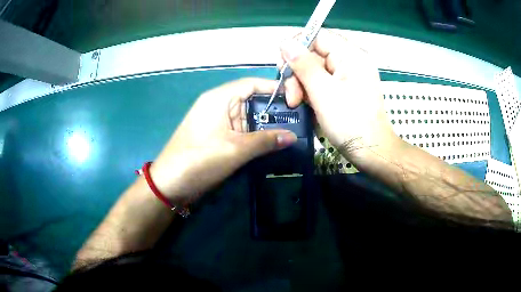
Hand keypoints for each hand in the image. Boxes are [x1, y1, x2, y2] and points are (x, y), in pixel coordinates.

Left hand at [149, 78, 296, 203]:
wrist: (170, 184)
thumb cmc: (200, 160)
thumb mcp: (236, 149)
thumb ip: (266, 141)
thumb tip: (293, 137)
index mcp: (219, 98)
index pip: (251, 83)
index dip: (274, 88)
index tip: (297, 96)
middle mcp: (218, 105)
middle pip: (250, 100)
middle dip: (273, 109)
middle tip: (299, 118)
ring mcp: (216, 121)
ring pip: (246, 117)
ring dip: (265, 125)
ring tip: (291, 130)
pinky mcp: (216, 136)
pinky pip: (239, 131)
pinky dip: (254, 135)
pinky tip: (271, 142)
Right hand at [280, 30, 397, 157]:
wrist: (371, 150)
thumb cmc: (349, 122)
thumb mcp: (322, 92)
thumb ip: (303, 64)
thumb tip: (285, 42)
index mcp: (351, 54)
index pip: (317, 36)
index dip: (296, 47)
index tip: (283, 66)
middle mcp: (351, 59)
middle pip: (314, 53)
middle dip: (298, 72)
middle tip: (291, 95)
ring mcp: (349, 74)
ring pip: (315, 68)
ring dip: (302, 84)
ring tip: (296, 104)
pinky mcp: (346, 87)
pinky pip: (322, 81)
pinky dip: (311, 91)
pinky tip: (306, 104)